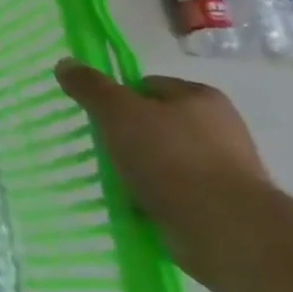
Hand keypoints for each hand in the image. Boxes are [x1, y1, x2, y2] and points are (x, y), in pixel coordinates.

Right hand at [54, 59, 271, 285]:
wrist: (224, 228)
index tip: (99, 118)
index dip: (119, 98)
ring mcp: (227, 170)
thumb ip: (91, 87)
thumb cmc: (170, 157)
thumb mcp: (118, 112)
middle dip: (130, 137)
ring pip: (167, 161)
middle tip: (104, 151)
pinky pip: (178, 194)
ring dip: (142, 171)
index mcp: (202, 97)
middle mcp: (221, 128)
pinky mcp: (225, 207)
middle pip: (158, 124)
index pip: (148, 86)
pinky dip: (157, 198)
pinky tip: (138, 208)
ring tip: (117, 183)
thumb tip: (65, 63)